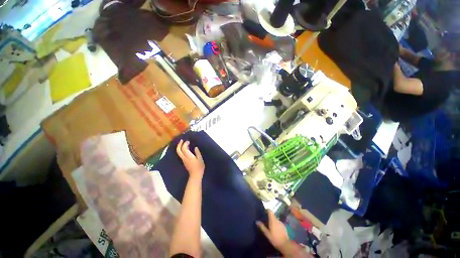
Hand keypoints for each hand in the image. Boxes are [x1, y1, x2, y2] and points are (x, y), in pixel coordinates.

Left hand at [176, 140, 204, 180]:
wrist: (195, 175)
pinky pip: (181, 154)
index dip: (185, 144)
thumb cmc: (199, 167)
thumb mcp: (200, 159)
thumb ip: (197, 152)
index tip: (188, 141)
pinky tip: (185, 149)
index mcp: (188, 156)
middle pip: (178, 151)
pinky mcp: (184, 162)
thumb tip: (195, 147)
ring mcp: (183, 160)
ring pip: (179, 153)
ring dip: (180, 147)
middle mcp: (184, 158)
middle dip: (179, 145)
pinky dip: (182, 150)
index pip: (184, 148)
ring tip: (184, 143)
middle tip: (182, 140)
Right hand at [256, 210, 288, 248]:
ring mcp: (281, 223)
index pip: (270, 211)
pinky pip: (279, 223)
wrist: (285, 245)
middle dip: (269, 217)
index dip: (267, 210)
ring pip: (276, 220)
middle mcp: (277, 220)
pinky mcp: (284, 227)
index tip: (264, 212)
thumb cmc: (275, 239)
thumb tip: (257, 221)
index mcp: (273, 220)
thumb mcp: (267, 234)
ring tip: (270, 226)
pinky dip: (276, 225)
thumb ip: (262, 227)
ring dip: (273, 221)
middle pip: (273, 215)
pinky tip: (275, 230)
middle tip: (266, 221)